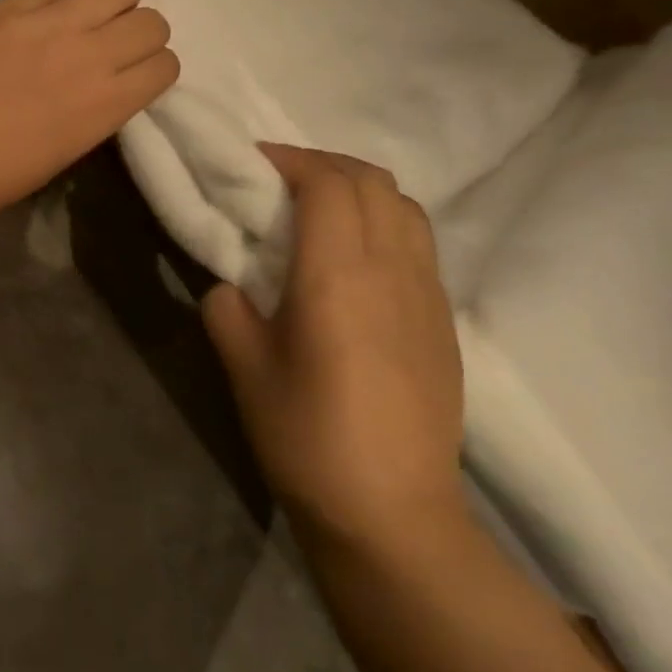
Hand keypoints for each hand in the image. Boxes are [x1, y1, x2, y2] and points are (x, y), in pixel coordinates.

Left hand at [0, 0, 178, 233]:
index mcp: (103, 106)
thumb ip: (86, 117)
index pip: (164, 66)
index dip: (152, 70)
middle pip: (149, 21)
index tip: (133, 77)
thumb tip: (95, 91)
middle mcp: (87, 55)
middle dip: (140, 33)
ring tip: (92, 14)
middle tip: (113, 44)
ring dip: (115, 1)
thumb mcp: (53, 158)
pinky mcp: (5, 6)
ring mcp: (44, 23)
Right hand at [203, 144, 466, 550]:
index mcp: (338, 276)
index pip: (328, 184)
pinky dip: (382, 221)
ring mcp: (428, 296)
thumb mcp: (242, 365)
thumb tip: (233, 285)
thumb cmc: (305, 435)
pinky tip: (351, 256)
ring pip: (405, 207)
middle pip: (373, 182)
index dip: (289, 158)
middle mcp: (393, 272)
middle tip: (278, 177)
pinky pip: (418, 243)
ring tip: (316, 207)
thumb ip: (228, 307)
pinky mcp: (444, 322)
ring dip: (358, 189)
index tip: (252, 161)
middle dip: (322, 163)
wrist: (392, 513)